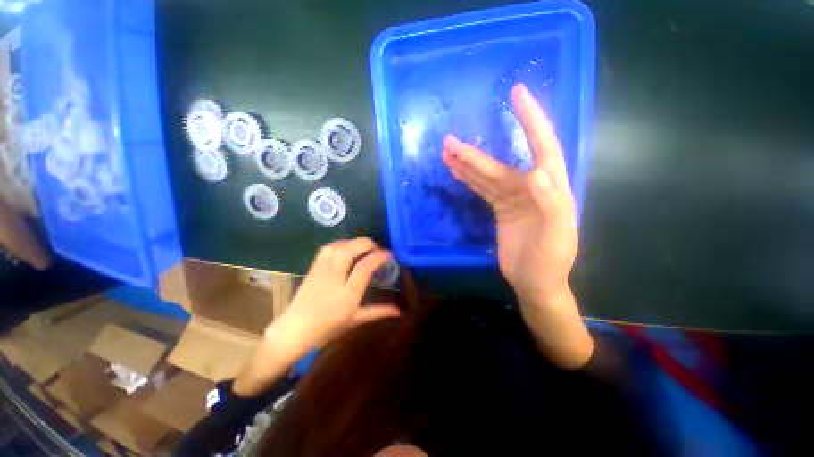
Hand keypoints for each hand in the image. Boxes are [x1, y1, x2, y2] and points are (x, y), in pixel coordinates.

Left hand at [270, 237, 400, 351]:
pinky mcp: (313, 267)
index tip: (388, 254)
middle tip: (378, 249)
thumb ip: (378, 312)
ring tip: (365, 247)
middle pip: (351, 250)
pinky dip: (342, 243)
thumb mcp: (355, 320)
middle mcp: (334, 278)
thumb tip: (399, 310)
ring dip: (355, 242)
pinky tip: (347, 247)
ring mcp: (322, 270)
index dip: (378, 256)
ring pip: (339, 246)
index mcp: (347, 294)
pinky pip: (328, 248)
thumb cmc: (327, 328)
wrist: (293, 330)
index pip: (365, 267)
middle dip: (368, 244)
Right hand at [442, 84, 576, 301]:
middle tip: (450, 140)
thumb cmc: (551, 263)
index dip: (531, 119)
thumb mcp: (557, 237)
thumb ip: (552, 203)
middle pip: (500, 164)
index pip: (543, 146)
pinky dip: (468, 179)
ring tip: (446, 151)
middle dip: (475, 153)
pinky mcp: (500, 209)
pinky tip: (455, 170)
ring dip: (466, 164)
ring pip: (486, 175)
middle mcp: (531, 187)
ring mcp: (513, 198)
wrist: (535, 283)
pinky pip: (482, 189)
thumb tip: (537, 171)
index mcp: (551, 189)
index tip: (517, 94)